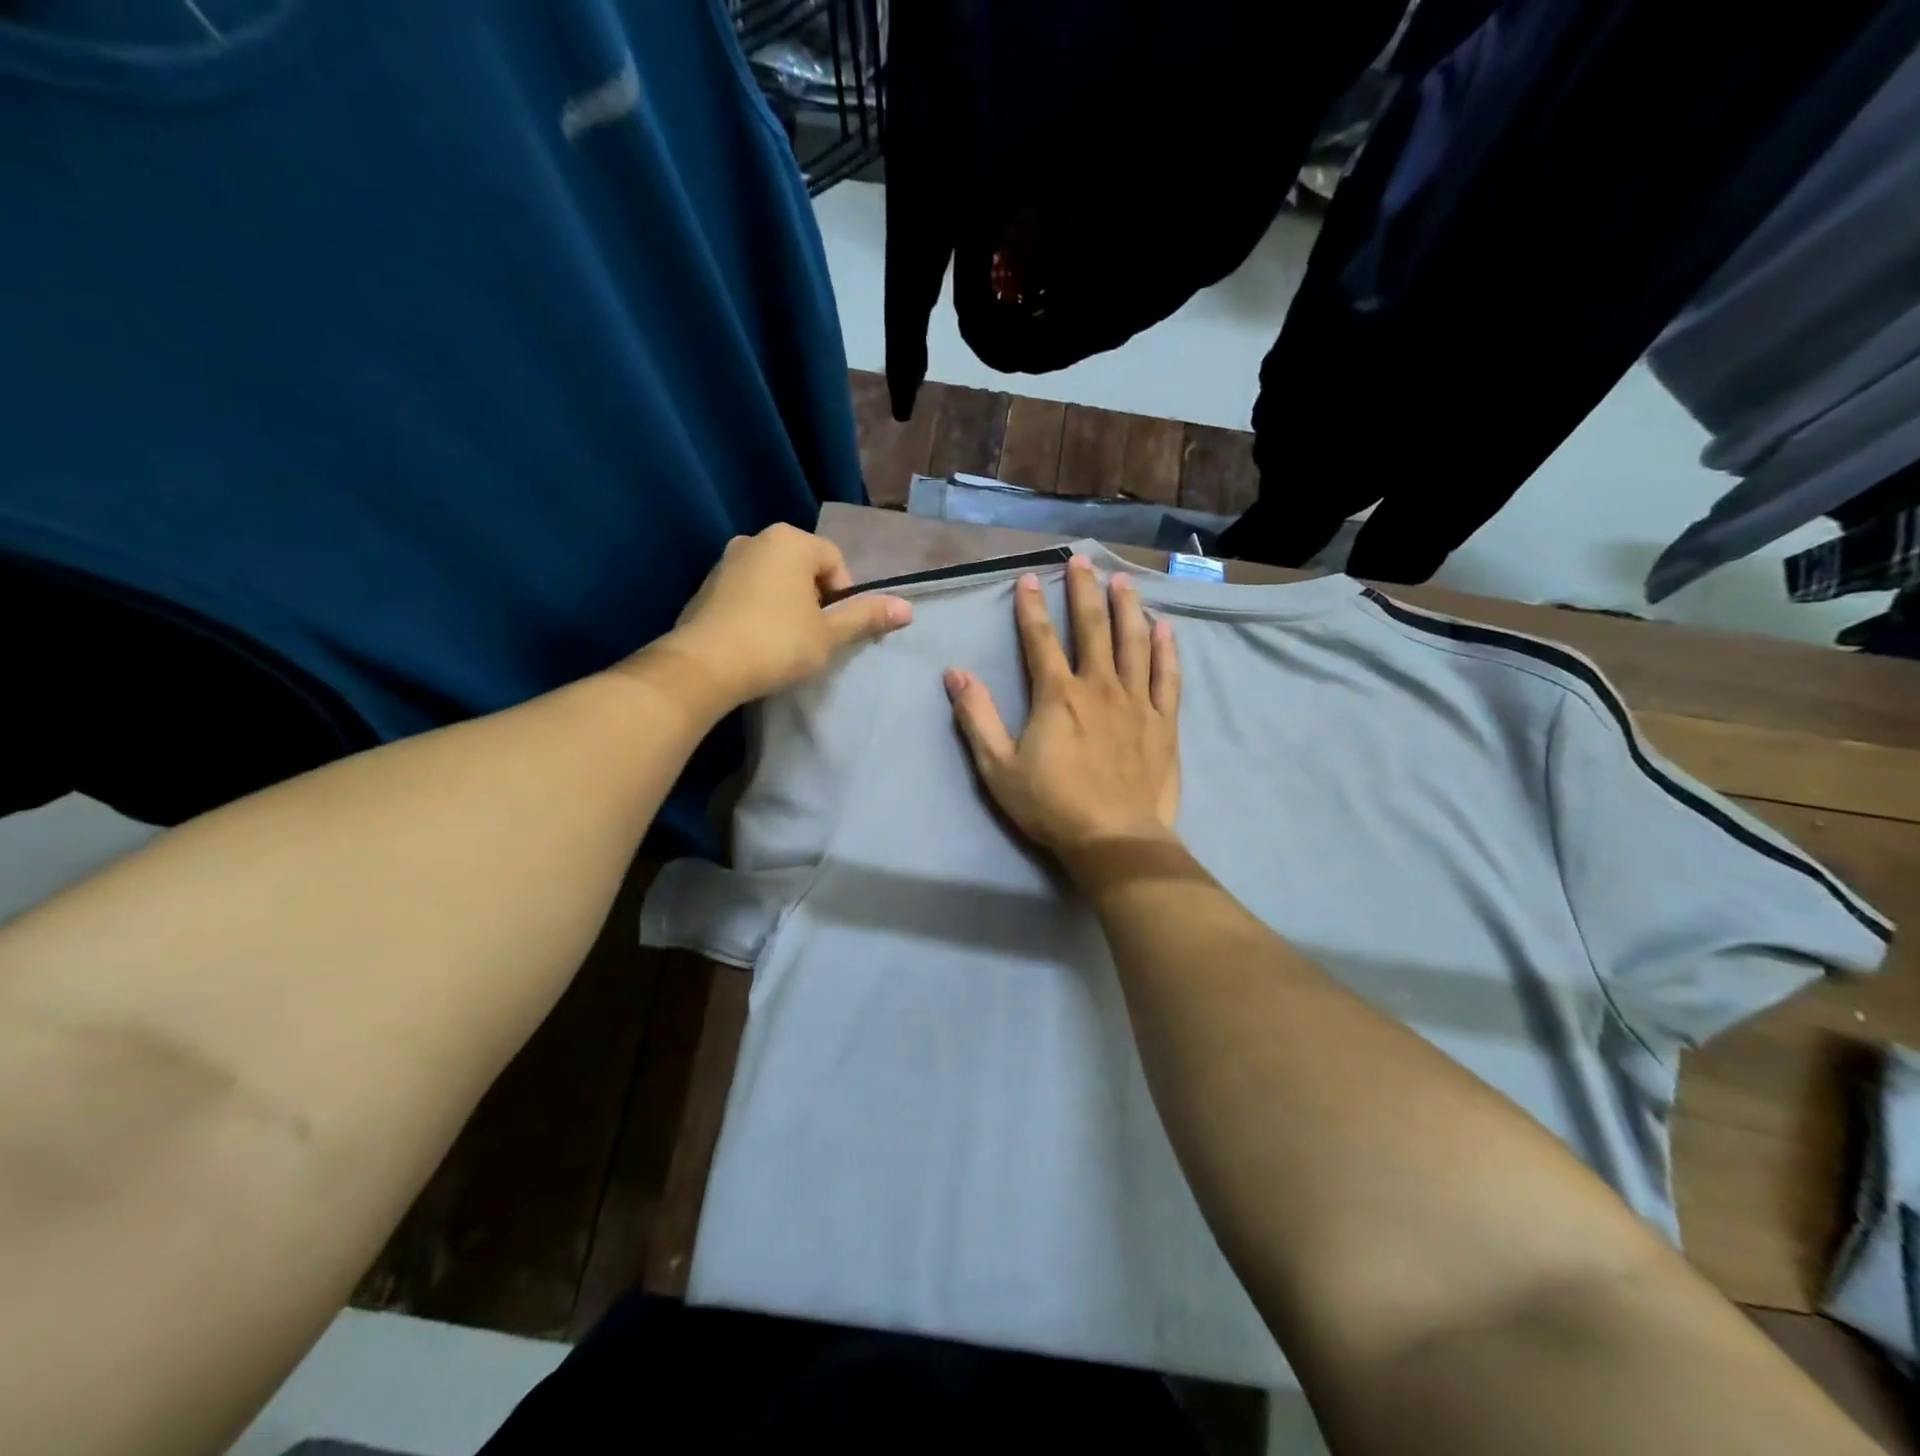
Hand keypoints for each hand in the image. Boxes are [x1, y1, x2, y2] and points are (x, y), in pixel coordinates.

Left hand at [654, 524, 911, 708]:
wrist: (705, 666)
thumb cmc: (778, 643)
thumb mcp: (829, 634)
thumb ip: (866, 617)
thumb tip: (908, 608)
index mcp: (790, 541)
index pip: (835, 562)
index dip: (844, 597)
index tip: (835, 630)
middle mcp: (756, 539)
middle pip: (803, 568)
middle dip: (814, 599)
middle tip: (813, 637)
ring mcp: (726, 561)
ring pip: (774, 580)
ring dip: (786, 605)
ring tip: (784, 643)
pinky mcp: (705, 586)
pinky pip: (746, 593)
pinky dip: (758, 611)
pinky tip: (757, 642)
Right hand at [945, 557, 1180, 868]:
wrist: (1115, 840)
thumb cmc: (1052, 806)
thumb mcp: (999, 768)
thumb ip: (977, 718)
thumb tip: (955, 674)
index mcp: (1057, 696)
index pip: (1041, 639)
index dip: (1032, 607)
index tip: (1029, 578)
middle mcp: (1099, 687)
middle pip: (1092, 628)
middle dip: (1084, 591)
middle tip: (1083, 560)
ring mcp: (1136, 702)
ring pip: (1134, 643)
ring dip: (1126, 608)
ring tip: (1123, 581)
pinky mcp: (1163, 722)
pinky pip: (1167, 676)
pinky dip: (1166, 650)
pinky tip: (1164, 628)